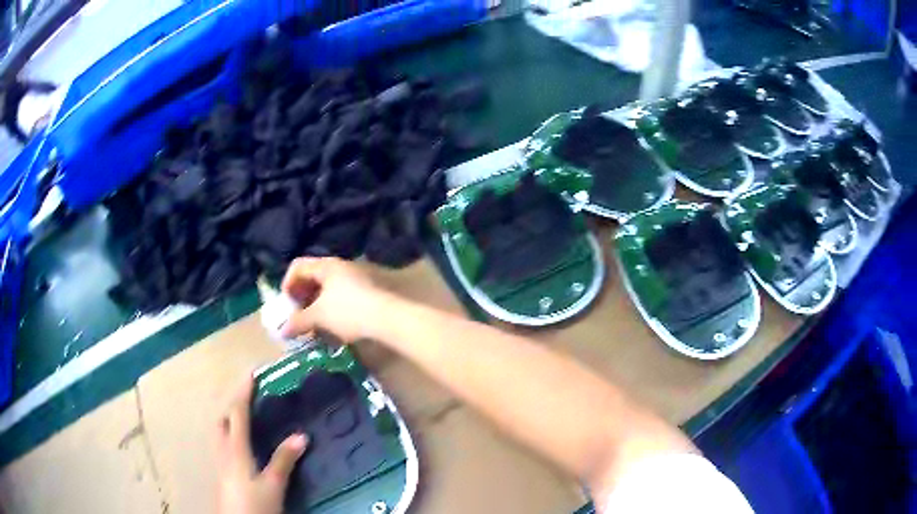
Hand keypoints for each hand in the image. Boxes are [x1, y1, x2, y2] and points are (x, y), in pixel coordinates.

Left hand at [216, 376, 307, 513]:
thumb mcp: (273, 485)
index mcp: (235, 448)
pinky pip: (223, 444)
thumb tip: (301, 435)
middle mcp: (224, 450)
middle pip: (222, 419)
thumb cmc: (254, 504)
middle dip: (232, 403)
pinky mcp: (222, 474)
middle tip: (248, 396)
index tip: (251, 372)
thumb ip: (284, 460)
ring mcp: (220, 463)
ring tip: (244, 417)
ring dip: (230, 418)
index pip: (237, 412)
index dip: (244, 391)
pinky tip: (242, 447)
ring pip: (220, 432)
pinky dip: (231, 434)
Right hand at [280, 257, 388, 342]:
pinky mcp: (366, 292)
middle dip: (301, 296)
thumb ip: (298, 321)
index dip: (287, 284)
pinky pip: (340, 297)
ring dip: (316, 305)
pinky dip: (330, 309)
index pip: (298, 266)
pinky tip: (331, 326)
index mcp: (326, 265)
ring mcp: (355, 278)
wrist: (388, 318)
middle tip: (297, 315)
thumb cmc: (348, 311)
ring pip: (327, 288)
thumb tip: (282, 330)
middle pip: (312, 276)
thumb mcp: (319, 316)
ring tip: (313, 324)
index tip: (286, 305)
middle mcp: (340, 267)